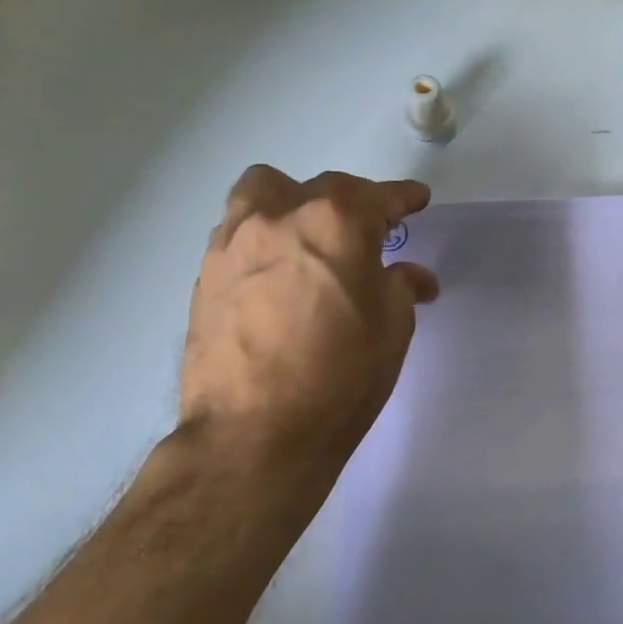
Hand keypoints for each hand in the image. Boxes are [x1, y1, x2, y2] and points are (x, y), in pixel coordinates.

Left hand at [179, 166, 437, 507]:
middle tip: (369, 232)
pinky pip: (239, 231)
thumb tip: (411, 277)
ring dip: (294, 203)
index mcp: (337, 223)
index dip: (404, 198)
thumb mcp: (391, 329)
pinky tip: (277, 273)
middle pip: (324, 188)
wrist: (253, 434)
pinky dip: (264, 237)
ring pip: (265, 192)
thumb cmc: (340, 377)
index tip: (417, 200)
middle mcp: (281, 216)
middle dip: (353, 202)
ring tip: (309, 237)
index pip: (380, 197)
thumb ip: (401, 287)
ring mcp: (235, 241)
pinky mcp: (206, 273)